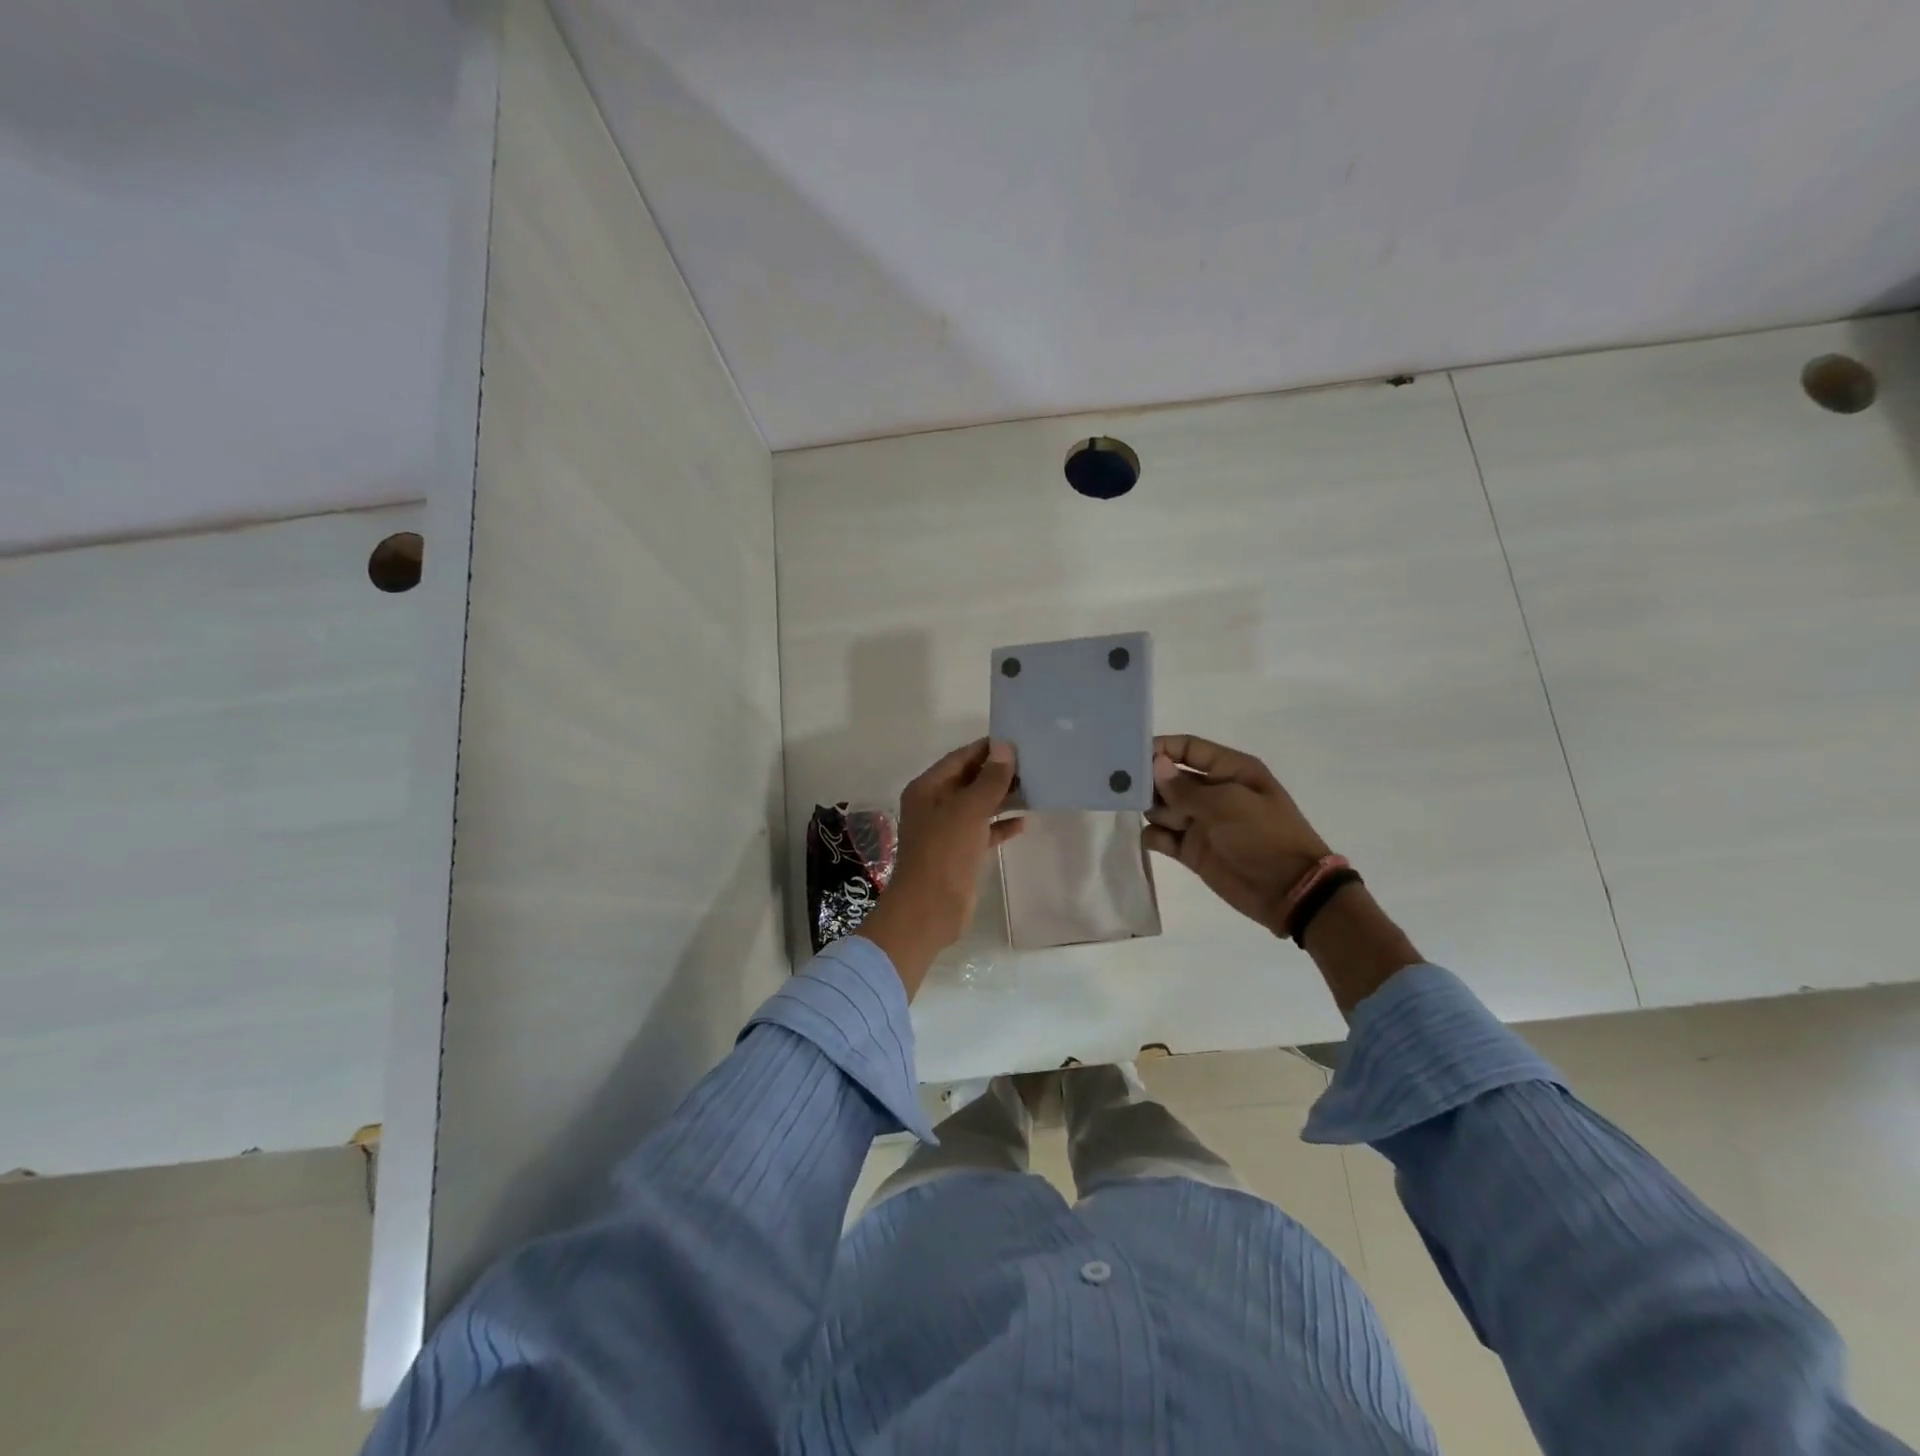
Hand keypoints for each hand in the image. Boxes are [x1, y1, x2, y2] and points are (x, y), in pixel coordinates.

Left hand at [860, 739, 1023, 996]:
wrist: (929, 910)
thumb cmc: (944, 854)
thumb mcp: (968, 811)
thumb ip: (989, 780)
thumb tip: (1005, 748)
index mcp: (928, 789)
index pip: (960, 758)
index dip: (987, 750)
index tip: (1018, 741)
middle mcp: (935, 805)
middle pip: (969, 780)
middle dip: (998, 773)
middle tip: (1033, 764)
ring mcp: (947, 830)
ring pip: (979, 805)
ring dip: (1003, 798)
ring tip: (1035, 787)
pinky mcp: (960, 852)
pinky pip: (983, 830)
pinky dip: (1001, 825)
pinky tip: (1024, 822)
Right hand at [1145, 733, 1420, 1013]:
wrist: (1290, 891)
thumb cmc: (1264, 837)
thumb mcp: (1227, 805)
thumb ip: (1186, 788)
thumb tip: (1156, 766)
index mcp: (1231, 770)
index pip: (1189, 749)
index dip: (1162, 748)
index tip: (1131, 754)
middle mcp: (1213, 792)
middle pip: (1170, 777)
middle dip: (1148, 779)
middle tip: (1118, 784)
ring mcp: (1201, 822)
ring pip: (1162, 806)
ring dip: (1148, 807)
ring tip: (1128, 809)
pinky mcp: (1192, 851)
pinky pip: (1163, 836)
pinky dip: (1153, 835)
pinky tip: (1153, 838)